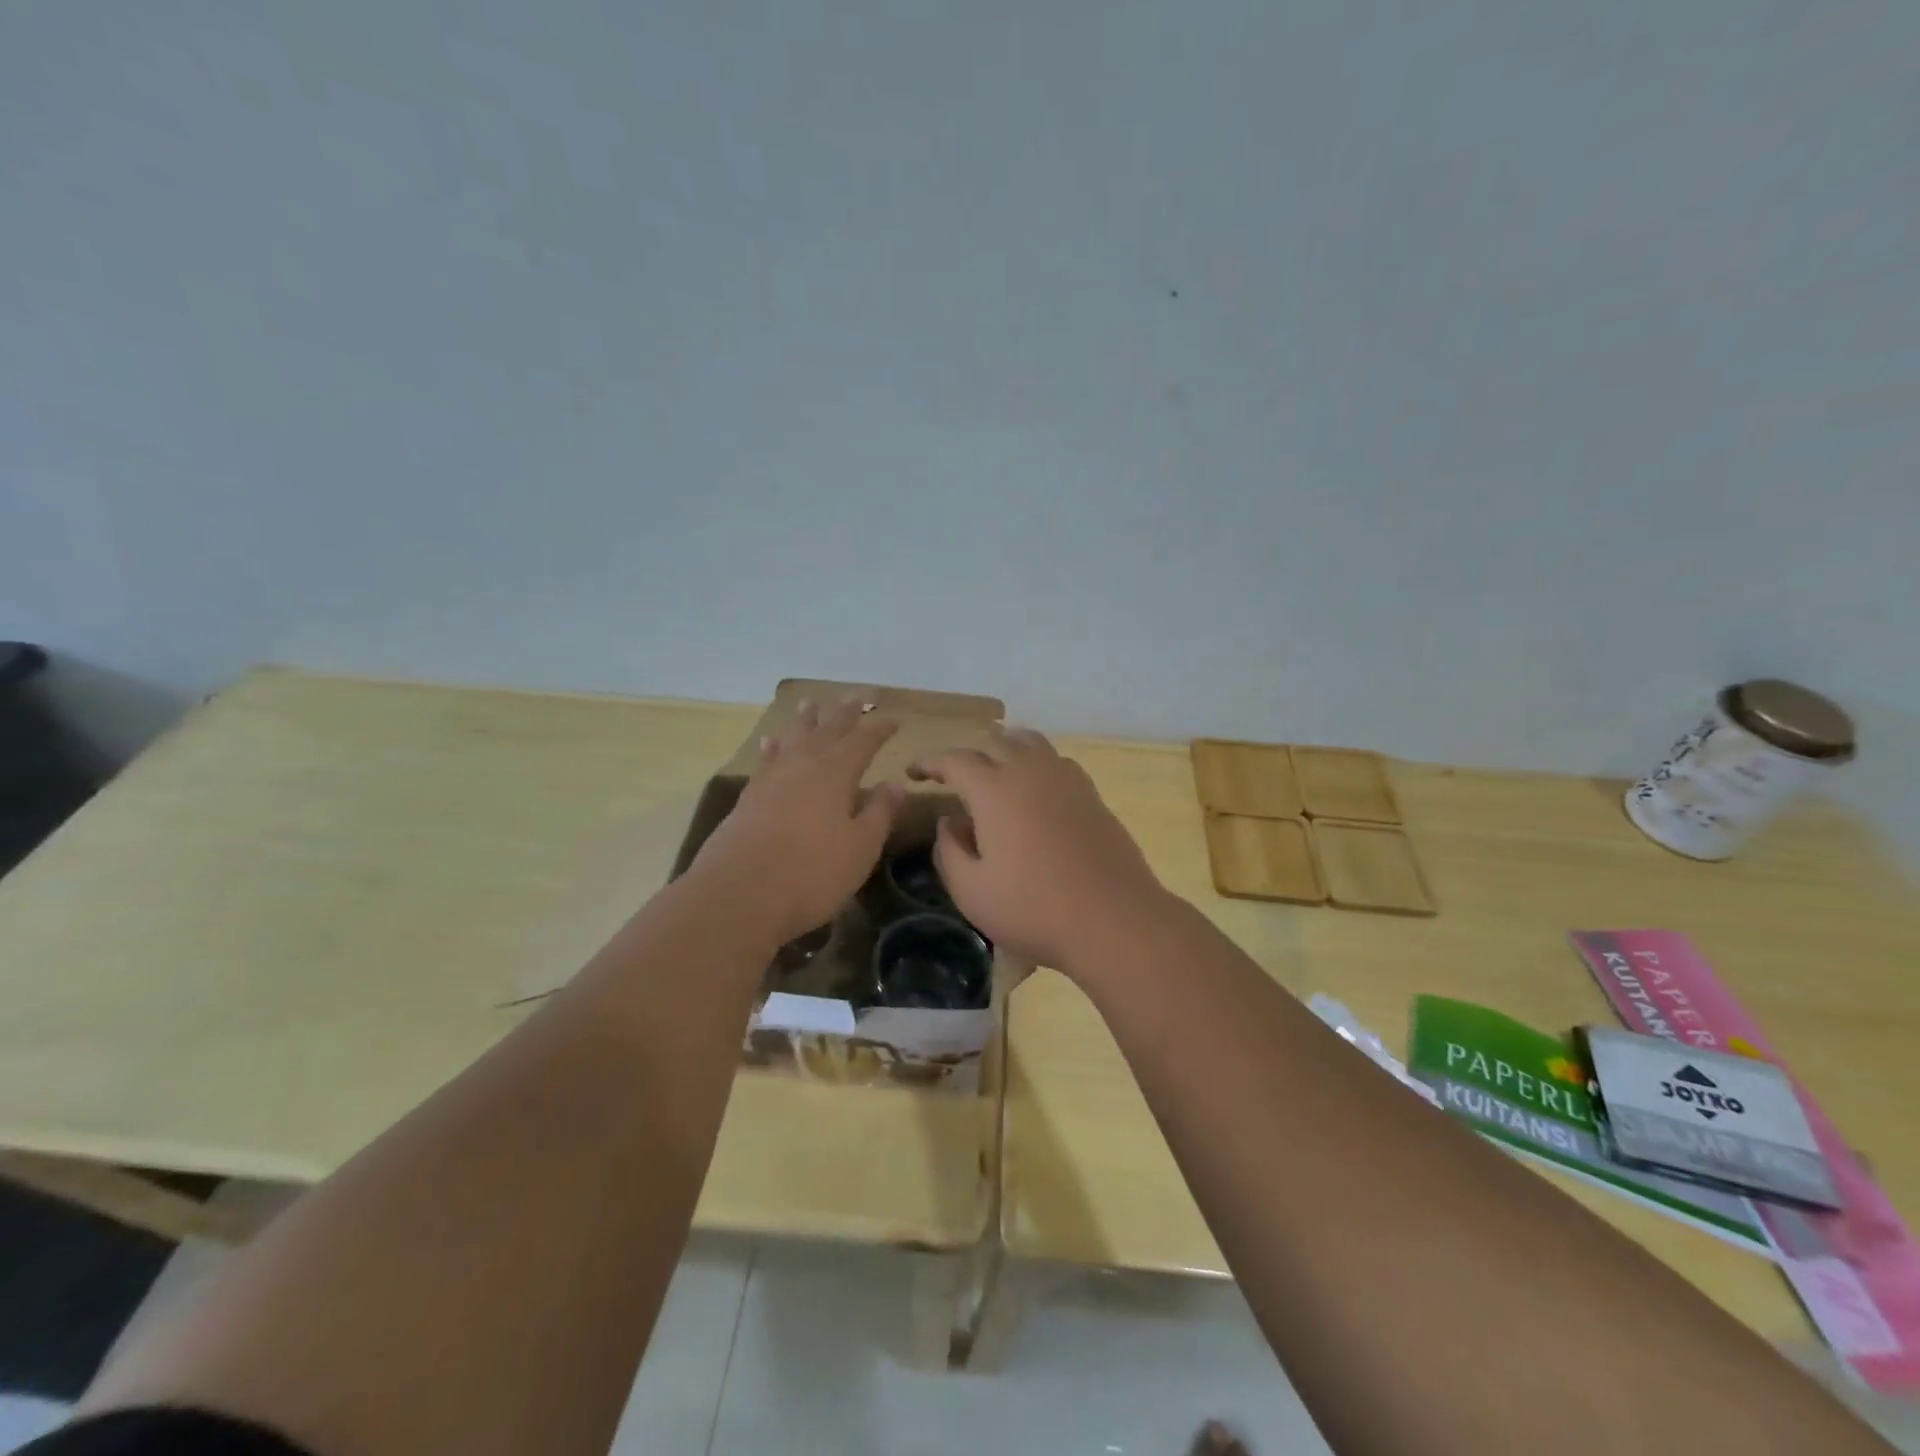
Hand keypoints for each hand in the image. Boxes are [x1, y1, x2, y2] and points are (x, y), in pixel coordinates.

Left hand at [691, 698, 902, 944]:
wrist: (738, 896)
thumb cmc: (811, 874)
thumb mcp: (860, 848)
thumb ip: (879, 813)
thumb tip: (896, 783)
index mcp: (835, 775)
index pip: (863, 742)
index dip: (879, 729)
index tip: (895, 718)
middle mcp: (803, 767)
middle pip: (827, 731)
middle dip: (844, 713)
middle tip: (857, 695)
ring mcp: (771, 781)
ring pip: (792, 740)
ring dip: (805, 722)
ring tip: (810, 704)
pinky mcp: (748, 799)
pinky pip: (765, 761)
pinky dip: (772, 748)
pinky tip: (770, 743)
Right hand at [911, 728, 1170, 975]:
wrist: (1114, 919)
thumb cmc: (1033, 909)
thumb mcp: (971, 891)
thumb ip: (948, 850)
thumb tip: (949, 821)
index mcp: (994, 789)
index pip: (955, 760)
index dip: (930, 762)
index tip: (914, 772)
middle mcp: (1030, 771)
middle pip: (995, 741)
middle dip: (968, 754)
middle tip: (953, 776)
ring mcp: (1066, 779)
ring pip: (1031, 743)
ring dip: (1005, 748)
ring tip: (994, 770)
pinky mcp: (1092, 795)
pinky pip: (1057, 762)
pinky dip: (1037, 764)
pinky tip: (1036, 789)